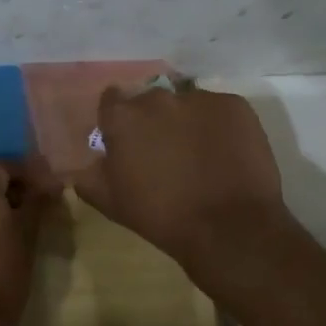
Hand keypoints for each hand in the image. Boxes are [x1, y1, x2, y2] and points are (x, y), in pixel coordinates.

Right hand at [73, 86, 290, 275]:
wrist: (231, 227)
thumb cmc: (163, 217)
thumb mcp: (111, 203)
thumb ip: (90, 175)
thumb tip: (91, 162)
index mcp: (123, 117)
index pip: (111, 101)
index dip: (118, 121)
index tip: (127, 141)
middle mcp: (158, 97)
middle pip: (150, 101)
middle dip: (154, 121)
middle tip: (165, 152)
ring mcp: (199, 98)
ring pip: (187, 104)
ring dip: (187, 122)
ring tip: (200, 155)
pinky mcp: (235, 105)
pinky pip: (220, 110)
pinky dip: (219, 126)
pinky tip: (226, 154)